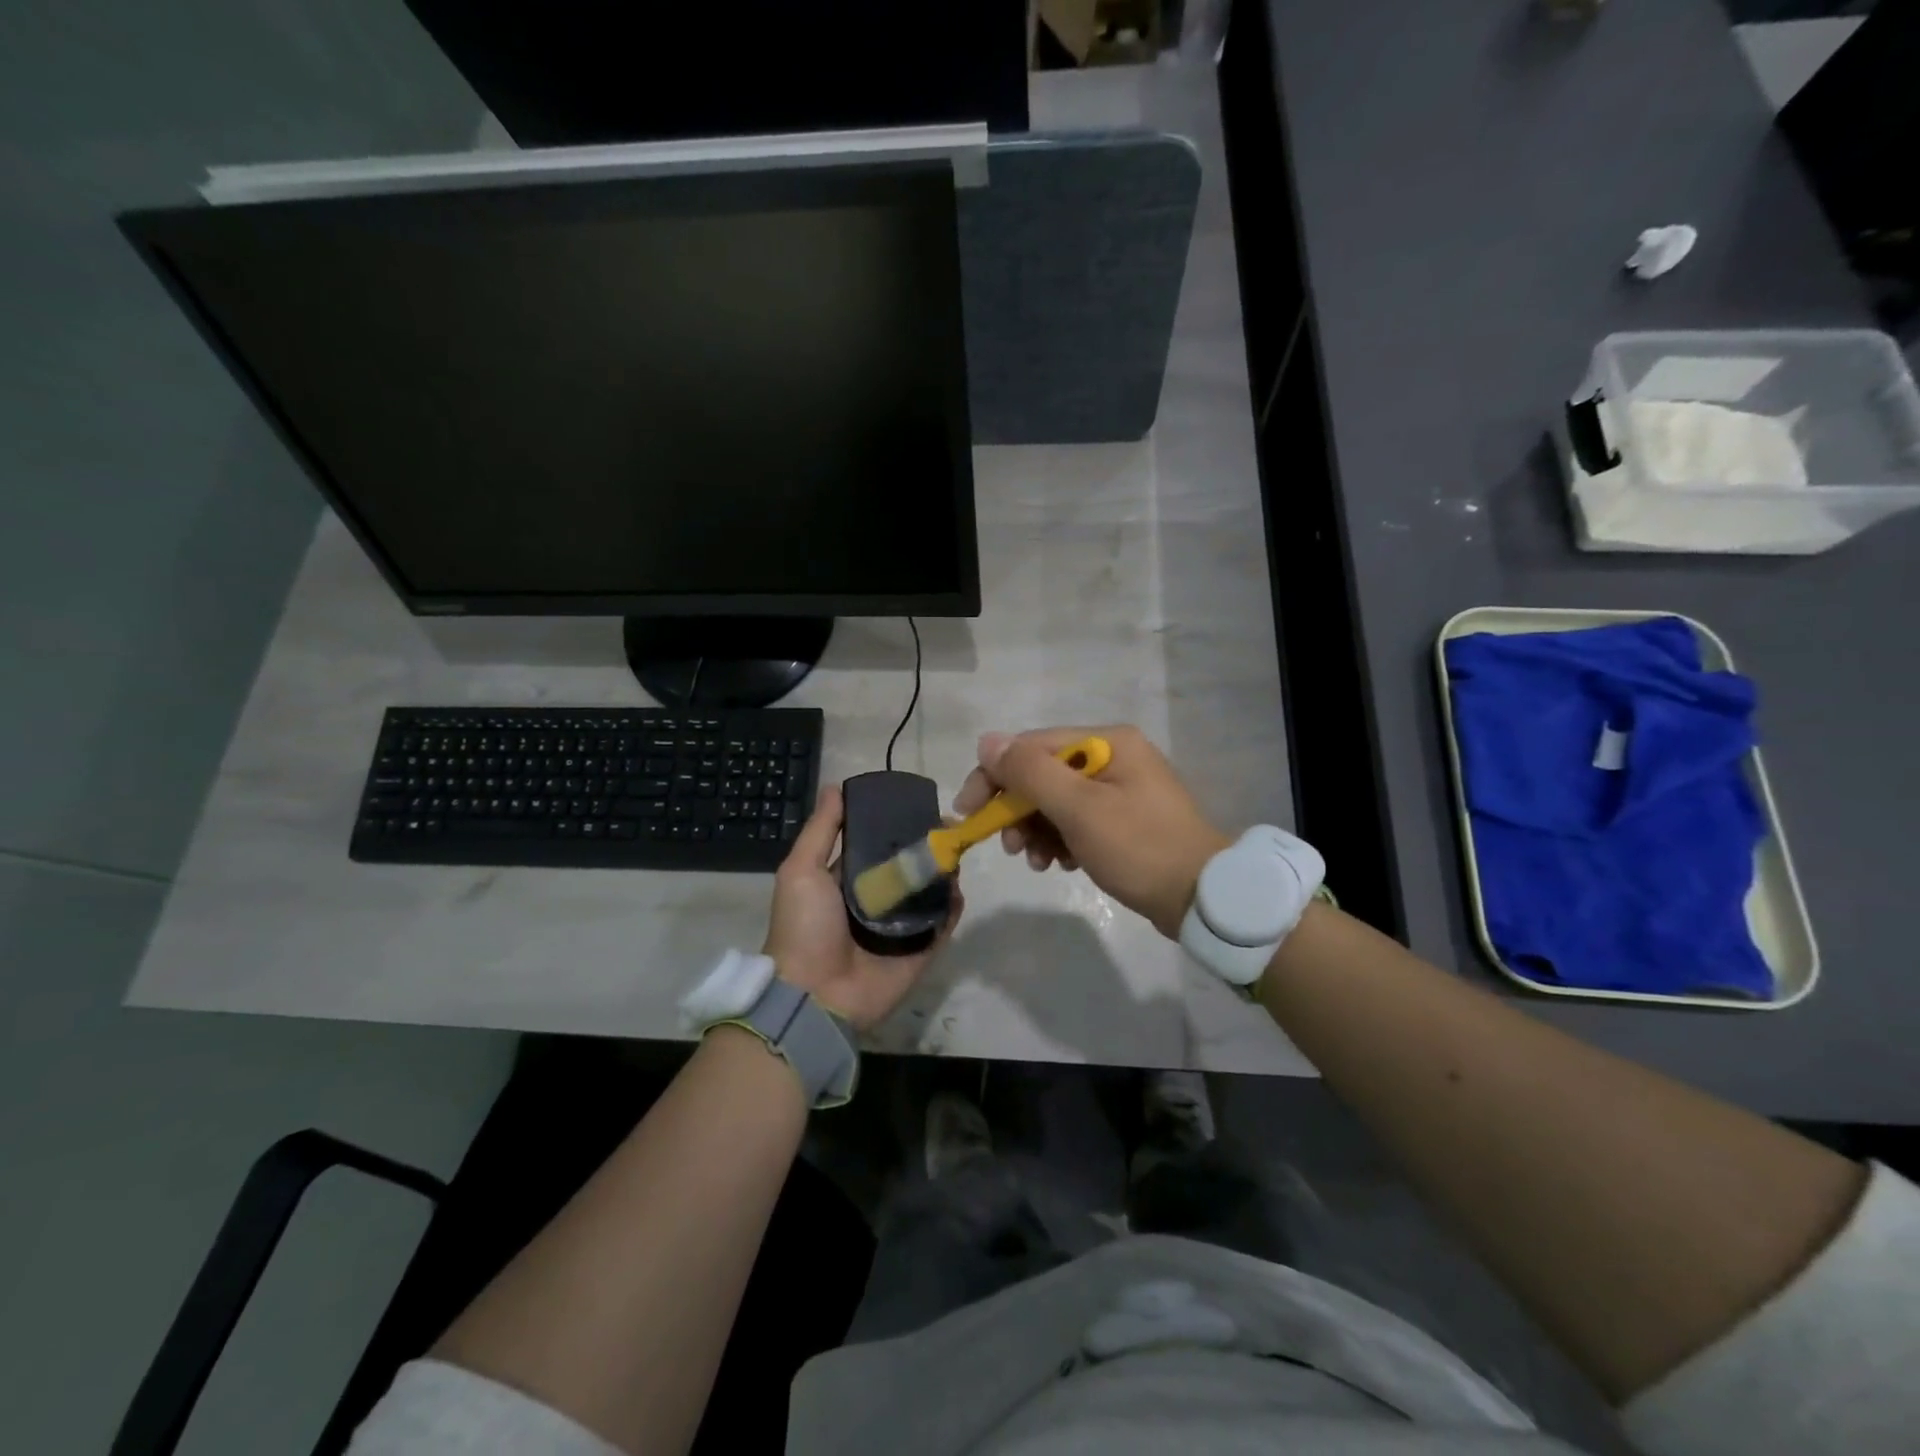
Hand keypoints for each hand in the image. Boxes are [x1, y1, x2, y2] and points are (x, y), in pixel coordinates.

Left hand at [762, 782, 962, 1030]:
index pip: (875, 844)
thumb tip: (837, 787)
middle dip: (926, 845)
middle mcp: (875, 900)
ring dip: (944, 871)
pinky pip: (943, 923)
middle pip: (907, 865)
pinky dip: (953, 905)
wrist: (815, 995)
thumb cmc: (804, 927)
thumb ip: (822, 830)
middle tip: (948, 826)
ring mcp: (900, 926)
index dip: (894, 824)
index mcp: (846, 880)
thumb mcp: (801, 870)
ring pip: (930, 891)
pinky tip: (959, 885)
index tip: (917, 804)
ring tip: (958, 848)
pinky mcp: (921, 949)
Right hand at [953, 725, 1229, 938]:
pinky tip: (1061, 864)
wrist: (1203, 898)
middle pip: (1043, 774)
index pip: (1031, 747)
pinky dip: (1060, 840)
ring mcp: (1120, 788)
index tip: (968, 812)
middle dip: (1018, 810)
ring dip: (1036, 830)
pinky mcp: (1124, 818)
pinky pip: (1076, 820)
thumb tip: (988, 741)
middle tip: (1009, 847)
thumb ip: (1031, 772)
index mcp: (1107, 742)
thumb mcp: (1080, 809)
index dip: (994, 776)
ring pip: (1056, 801)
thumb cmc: (1139, 848)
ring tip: (1037, 862)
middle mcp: (1113, 756)